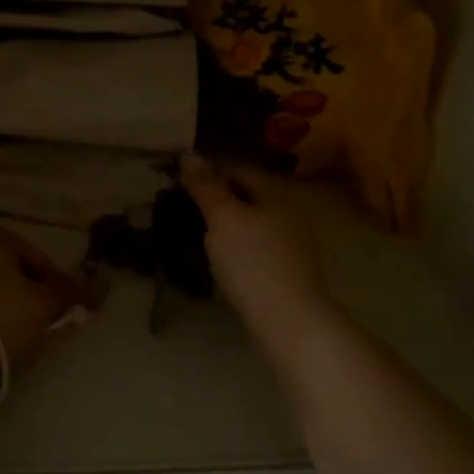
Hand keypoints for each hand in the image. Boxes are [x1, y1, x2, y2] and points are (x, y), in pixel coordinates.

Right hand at [181, 153, 335, 339]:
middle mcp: (289, 215)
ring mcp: (292, 247)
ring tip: (195, 240)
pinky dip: (235, 252)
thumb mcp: (222, 218)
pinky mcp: (288, 275)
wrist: (289, 321)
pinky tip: (219, 265)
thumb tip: (188, 153)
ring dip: (225, 229)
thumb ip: (205, 186)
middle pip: (247, 199)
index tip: (181, 186)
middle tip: (183, 213)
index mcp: (276, 195)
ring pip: (251, 227)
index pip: (240, 170)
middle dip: (217, 203)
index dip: (210, 173)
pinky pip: (256, 252)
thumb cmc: (252, 261)